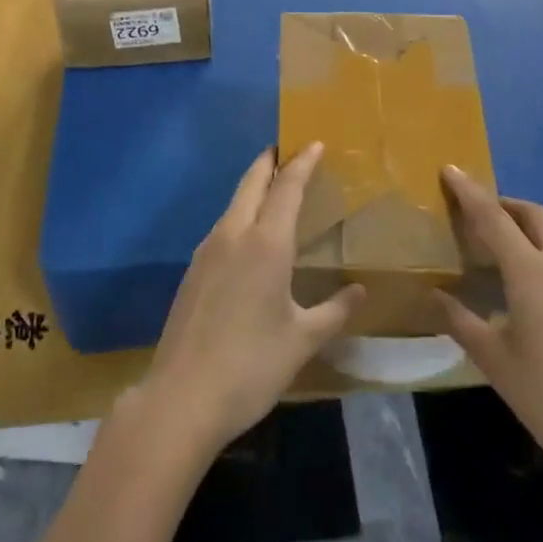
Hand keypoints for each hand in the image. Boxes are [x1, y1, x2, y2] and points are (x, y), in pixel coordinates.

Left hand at [140, 146, 364, 459]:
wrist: (182, 398)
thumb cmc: (252, 365)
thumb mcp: (302, 340)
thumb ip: (335, 311)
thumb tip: (360, 291)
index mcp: (265, 243)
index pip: (287, 187)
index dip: (302, 163)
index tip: (314, 143)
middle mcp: (233, 235)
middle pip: (252, 183)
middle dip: (270, 162)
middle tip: (288, 150)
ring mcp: (206, 251)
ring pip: (233, 203)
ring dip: (254, 187)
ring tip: (274, 189)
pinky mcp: (192, 272)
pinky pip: (222, 227)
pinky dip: (241, 214)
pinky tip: (249, 235)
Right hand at [434, 168, 542, 489]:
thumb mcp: (494, 360)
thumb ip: (461, 321)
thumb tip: (435, 294)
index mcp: (531, 272)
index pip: (492, 218)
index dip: (469, 192)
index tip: (449, 170)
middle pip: (533, 215)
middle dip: (503, 204)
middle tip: (476, 213)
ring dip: (525, 226)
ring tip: (499, 246)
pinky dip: (542, 249)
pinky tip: (529, 281)